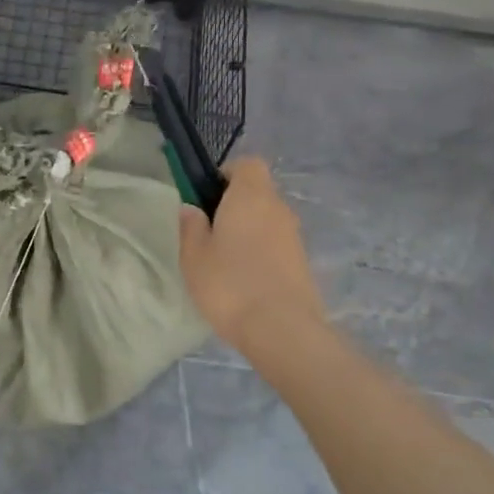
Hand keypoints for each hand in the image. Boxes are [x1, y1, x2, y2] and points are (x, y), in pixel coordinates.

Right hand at [178, 157, 327, 355]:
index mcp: (251, 195)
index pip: (247, 164)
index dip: (226, 174)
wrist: (282, 329)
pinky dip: (261, 254)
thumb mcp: (194, 256)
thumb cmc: (229, 284)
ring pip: (267, 221)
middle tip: (209, 233)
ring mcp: (295, 236)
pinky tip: (244, 281)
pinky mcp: (302, 263)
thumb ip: (191, 226)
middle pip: (258, 193)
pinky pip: (276, 246)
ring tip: (225, 262)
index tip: (207, 196)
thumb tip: (192, 208)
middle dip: (235, 206)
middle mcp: (278, 208)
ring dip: (249, 232)